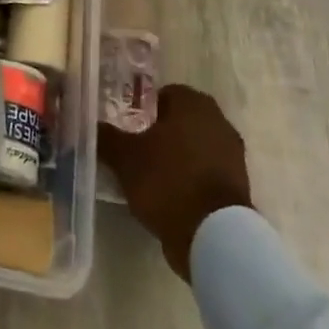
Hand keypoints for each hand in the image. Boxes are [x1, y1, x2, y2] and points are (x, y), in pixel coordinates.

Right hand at [99, 85, 251, 280]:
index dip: (144, 108)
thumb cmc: (166, 180)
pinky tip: (170, 194)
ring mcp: (233, 154)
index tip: (129, 126)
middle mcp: (218, 121)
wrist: (213, 234)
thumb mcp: (124, 157)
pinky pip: (206, 171)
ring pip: (196, 146)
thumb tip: (90, 125)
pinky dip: (191, 178)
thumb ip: (106, 137)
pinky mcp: (239, 185)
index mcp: (193, 104)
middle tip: (137, 148)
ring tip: (151, 175)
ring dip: (177, 156)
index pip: (165, 93)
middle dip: (161, 132)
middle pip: (182, 120)